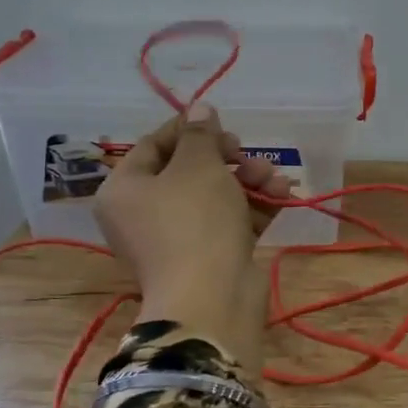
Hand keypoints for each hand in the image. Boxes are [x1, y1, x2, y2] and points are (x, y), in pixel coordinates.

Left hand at [94, 104, 294, 375]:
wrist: (212, 298)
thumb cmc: (194, 220)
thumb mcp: (198, 165)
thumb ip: (201, 134)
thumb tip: (200, 108)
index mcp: (125, 190)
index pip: (153, 146)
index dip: (189, 129)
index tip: (220, 123)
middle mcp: (144, 214)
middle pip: (188, 171)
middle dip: (227, 158)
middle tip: (245, 153)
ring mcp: (177, 239)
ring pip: (215, 197)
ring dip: (248, 181)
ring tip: (274, 178)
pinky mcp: (209, 258)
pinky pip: (229, 222)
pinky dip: (254, 207)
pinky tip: (282, 195)